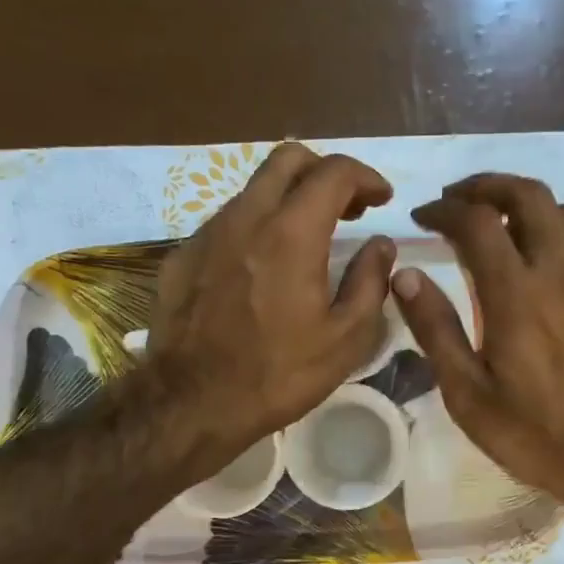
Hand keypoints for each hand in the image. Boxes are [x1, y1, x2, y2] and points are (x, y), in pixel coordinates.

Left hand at [146, 142, 395, 458]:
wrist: (192, 404)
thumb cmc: (278, 375)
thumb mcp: (346, 339)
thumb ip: (370, 282)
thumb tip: (380, 245)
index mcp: (292, 233)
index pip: (334, 172)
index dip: (366, 176)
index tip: (382, 199)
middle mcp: (246, 217)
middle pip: (288, 159)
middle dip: (325, 172)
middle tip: (347, 208)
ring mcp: (206, 234)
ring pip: (253, 189)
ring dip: (288, 199)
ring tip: (307, 239)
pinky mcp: (181, 257)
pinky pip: (225, 223)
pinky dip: (254, 228)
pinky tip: (261, 268)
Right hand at [394, 173, 563, 530]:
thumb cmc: (534, 435)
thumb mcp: (468, 394)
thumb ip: (436, 330)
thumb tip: (405, 275)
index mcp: (515, 296)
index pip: (477, 222)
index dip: (444, 210)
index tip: (422, 217)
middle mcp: (558, 274)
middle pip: (528, 195)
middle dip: (486, 185)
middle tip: (457, 200)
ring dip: (526, 203)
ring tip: (498, 223)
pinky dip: (559, 231)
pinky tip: (543, 259)